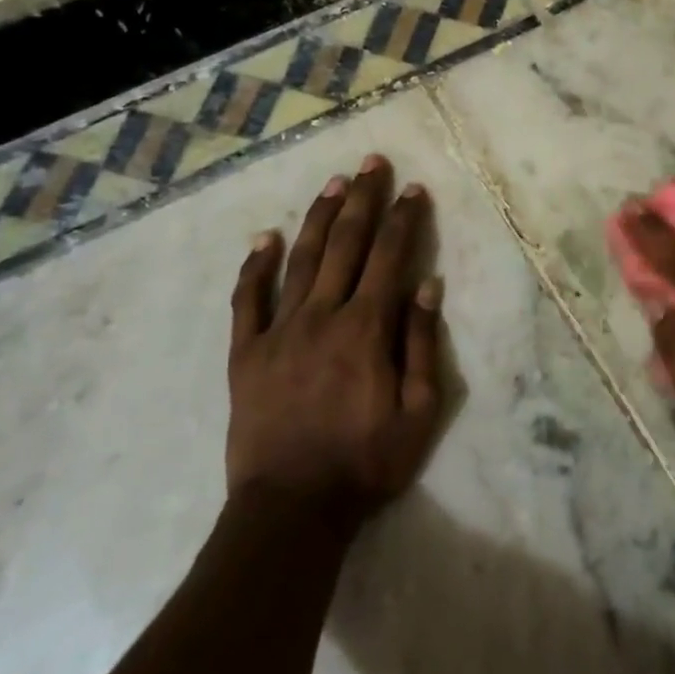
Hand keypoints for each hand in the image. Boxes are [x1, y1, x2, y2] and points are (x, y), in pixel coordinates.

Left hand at [226, 154, 444, 523]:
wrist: (291, 510)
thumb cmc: (365, 464)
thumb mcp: (418, 413)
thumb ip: (421, 345)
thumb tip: (428, 285)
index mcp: (366, 329)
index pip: (390, 258)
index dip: (404, 219)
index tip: (413, 189)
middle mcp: (322, 316)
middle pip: (347, 245)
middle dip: (363, 200)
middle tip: (372, 163)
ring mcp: (278, 331)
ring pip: (302, 260)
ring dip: (320, 217)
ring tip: (334, 183)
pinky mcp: (245, 353)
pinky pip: (248, 300)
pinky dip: (255, 266)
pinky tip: (265, 238)